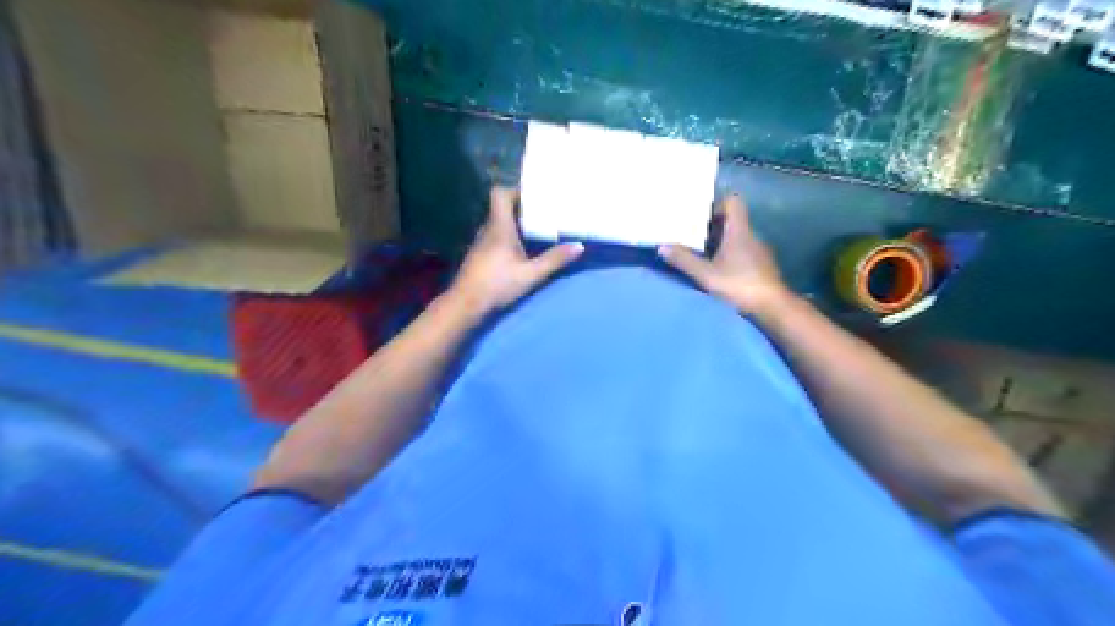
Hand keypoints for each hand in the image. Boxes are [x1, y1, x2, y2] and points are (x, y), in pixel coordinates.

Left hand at [447, 187, 583, 316]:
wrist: (466, 304)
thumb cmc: (497, 284)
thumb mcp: (531, 274)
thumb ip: (554, 259)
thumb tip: (579, 246)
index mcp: (499, 227)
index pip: (500, 194)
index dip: (516, 191)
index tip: (535, 197)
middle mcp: (488, 229)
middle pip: (502, 208)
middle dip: (522, 208)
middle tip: (543, 213)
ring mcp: (481, 242)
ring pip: (499, 223)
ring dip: (516, 224)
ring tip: (536, 230)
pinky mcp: (479, 255)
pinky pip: (495, 236)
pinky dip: (509, 237)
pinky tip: (521, 250)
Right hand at [656, 193, 785, 315]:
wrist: (773, 307)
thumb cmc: (739, 285)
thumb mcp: (706, 274)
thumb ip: (684, 260)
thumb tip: (662, 246)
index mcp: (739, 231)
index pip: (733, 202)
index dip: (717, 205)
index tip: (700, 218)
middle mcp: (752, 236)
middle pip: (733, 221)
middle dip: (713, 227)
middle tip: (694, 237)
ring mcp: (759, 251)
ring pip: (738, 238)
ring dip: (722, 243)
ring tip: (703, 256)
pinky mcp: (763, 266)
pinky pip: (744, 252)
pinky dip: (731, 257)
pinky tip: (721, 271)